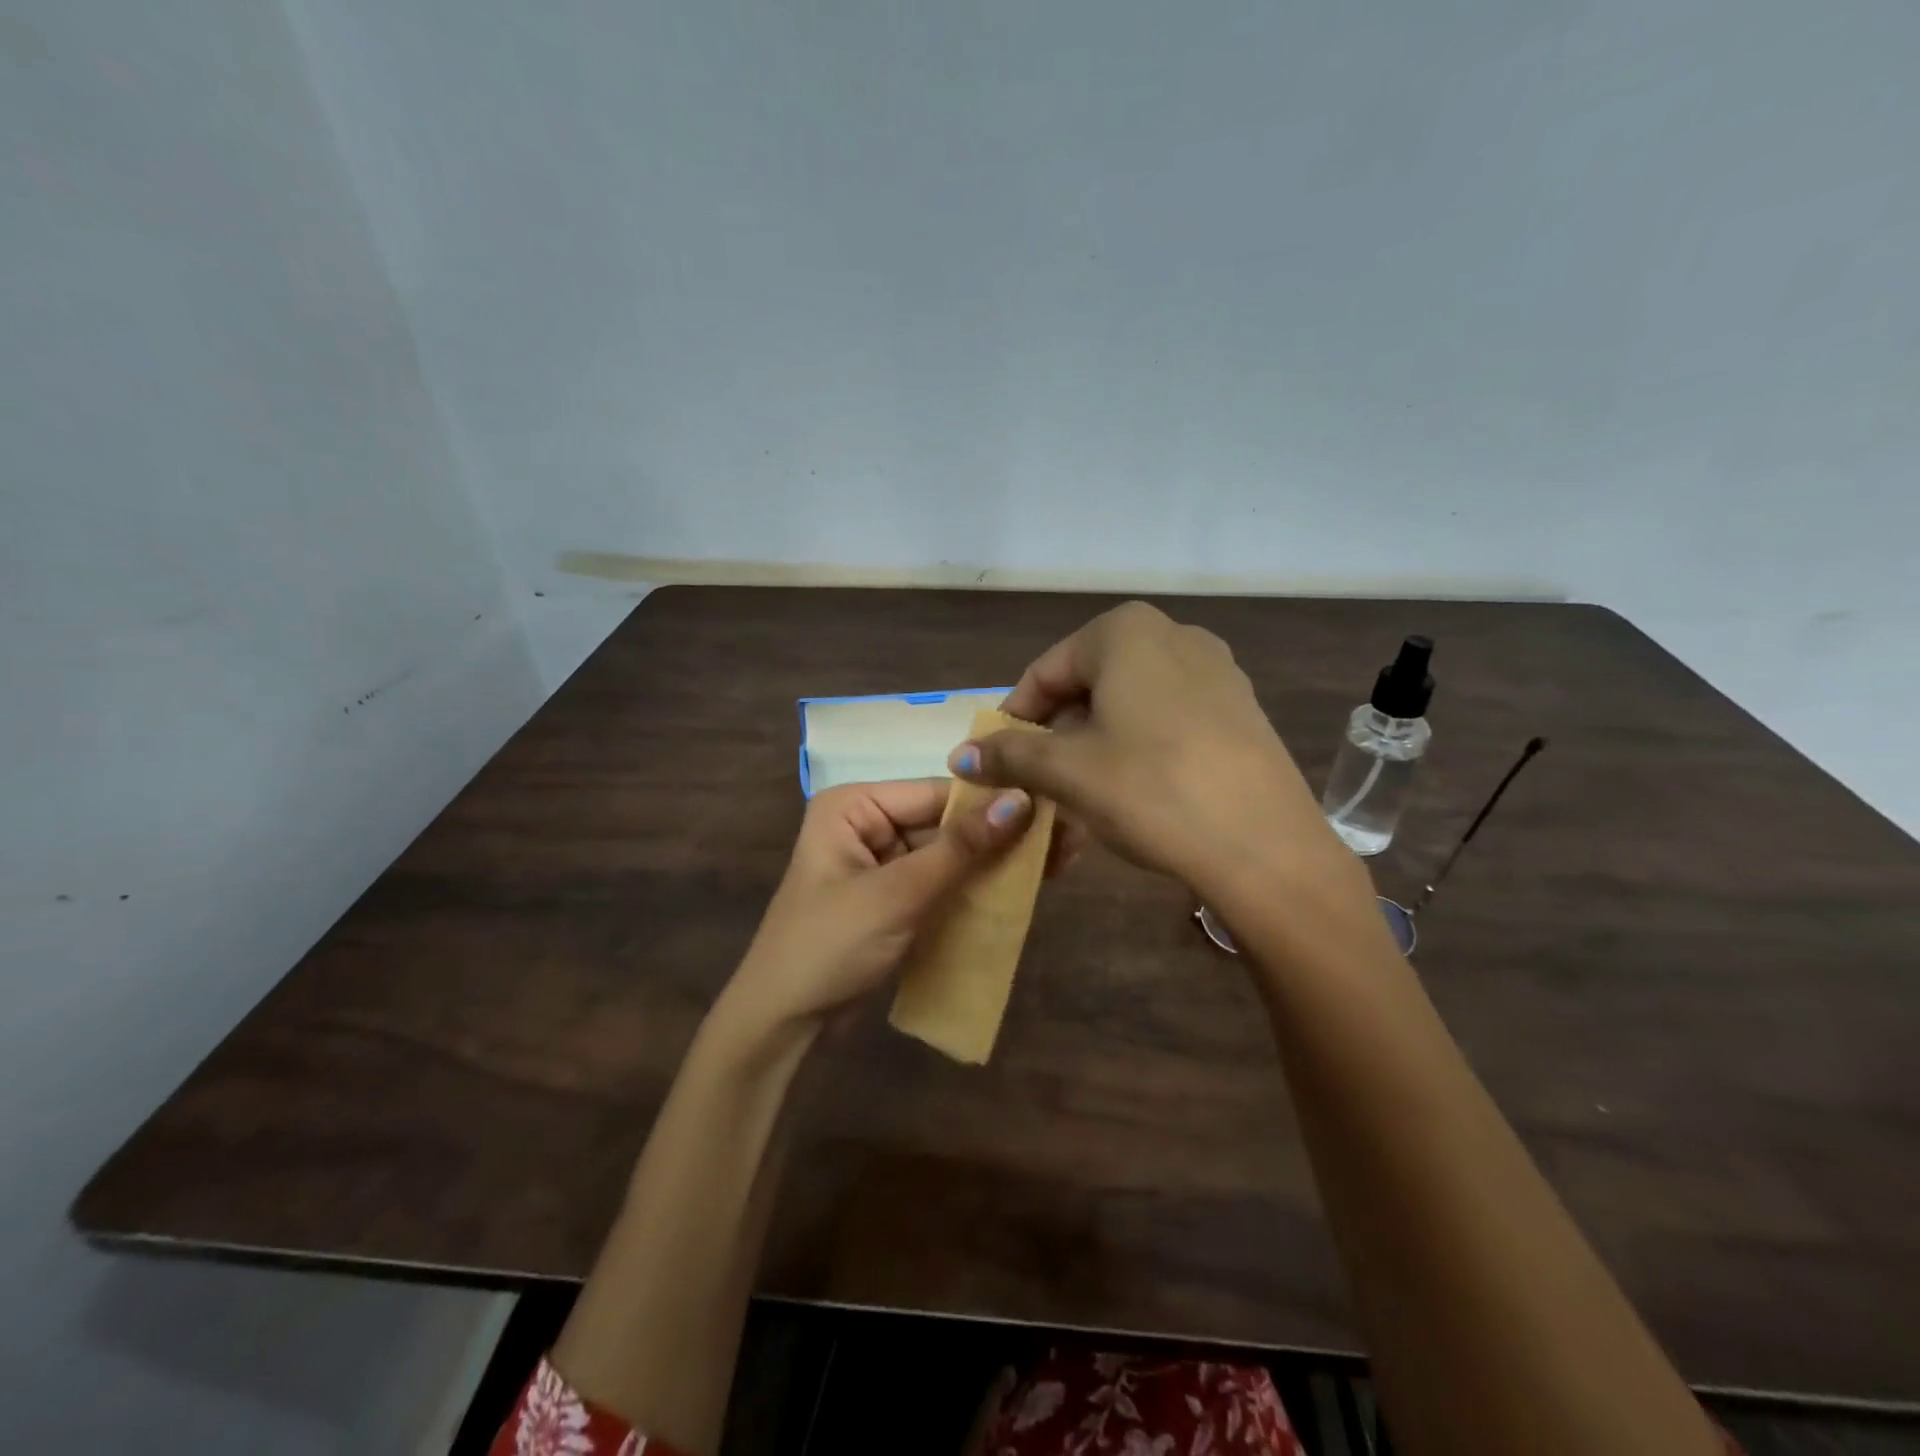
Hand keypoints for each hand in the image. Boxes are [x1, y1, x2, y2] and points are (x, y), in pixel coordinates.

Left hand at [718, 780, 1077, 1038]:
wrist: (782, 1023)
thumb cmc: (830, 945)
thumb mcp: (898, 893)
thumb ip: (961, 848)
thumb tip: (1023, 799)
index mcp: (855, 805)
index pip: (937, 792)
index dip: (994, 800)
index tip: (1054, 808)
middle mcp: (870, 824)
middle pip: (947, 822)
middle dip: (1002, 833)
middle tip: (1067, 838)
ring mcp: (884, 863)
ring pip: (951, 854)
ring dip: (996, 861)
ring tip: (1060, 861)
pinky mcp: (896, 898)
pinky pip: (943, 882)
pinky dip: (977, 886)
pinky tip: (1023, 886)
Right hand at [949, 602, 1347, 896]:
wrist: (1264, 845)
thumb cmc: (1150, 789)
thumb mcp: (1067, 771)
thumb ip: (1009, 754)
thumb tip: (959, 756)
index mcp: (1125, 631)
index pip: (1046, 672)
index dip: (1015, 718)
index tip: (997, 761)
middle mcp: (1174, 635)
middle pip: (1088, 685)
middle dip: (1057, 735)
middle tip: (1038, 783)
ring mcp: (1216, 670)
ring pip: (1128, 704)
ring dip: (1094, 745)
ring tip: (1080, 793)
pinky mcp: (1240, 708)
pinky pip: (1168, 719)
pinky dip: (1137, 748)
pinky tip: (1132, 791)